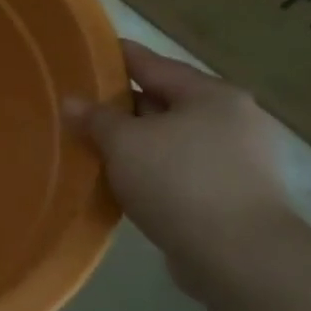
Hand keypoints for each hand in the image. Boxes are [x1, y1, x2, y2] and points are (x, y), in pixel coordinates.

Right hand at [70, 41, 294, 282]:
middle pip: (166, 102)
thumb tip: (72, 101)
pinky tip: (126, 182)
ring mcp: (239, 160)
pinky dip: (153, 171)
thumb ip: (96, 119)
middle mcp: (232, 119)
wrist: (239, 255)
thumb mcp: (125, 143)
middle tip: (82, 109)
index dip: (118, 58)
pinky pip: (181, 171)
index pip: (154, 65)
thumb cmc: (180, 182)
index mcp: (212, 94)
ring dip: (138, 143)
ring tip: (97, 148)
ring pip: (173, 140)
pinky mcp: (234, 196)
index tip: (88, 54)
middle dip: (124, 106)